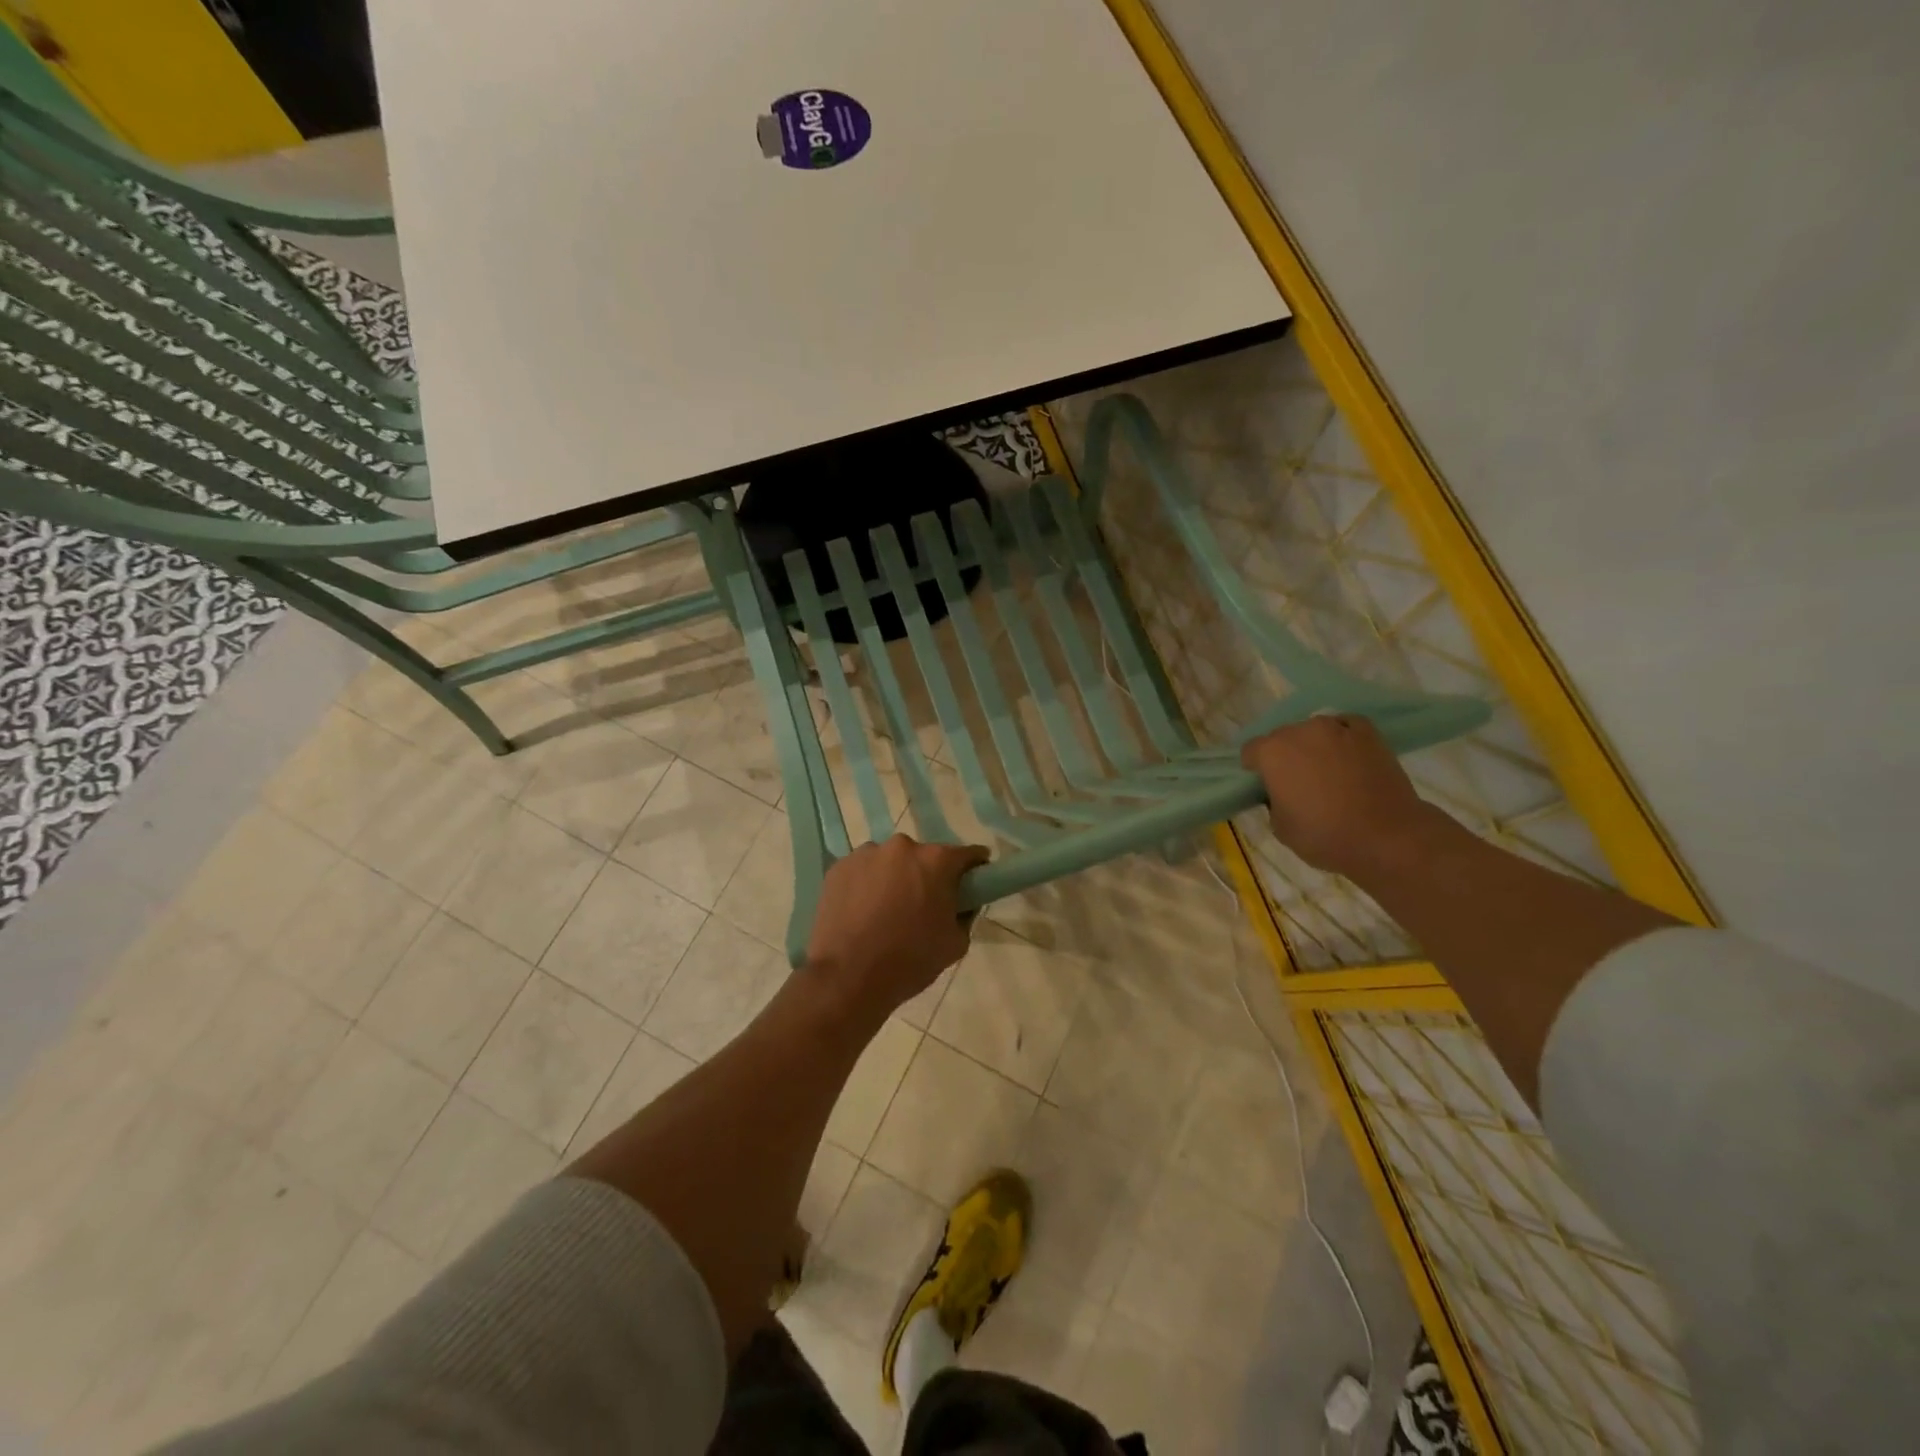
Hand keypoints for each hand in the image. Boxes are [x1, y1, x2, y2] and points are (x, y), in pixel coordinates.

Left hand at [804, 836, 989, 1019]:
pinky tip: (861, 912)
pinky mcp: (838, 867)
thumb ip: (965, 915)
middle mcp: (902, 847)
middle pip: (923, 856)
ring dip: (893, 878)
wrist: (848, 978)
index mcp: (936, 861)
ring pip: (889, 862)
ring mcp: (866, 854)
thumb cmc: (909, 960)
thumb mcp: (955, 943)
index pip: (966, 855)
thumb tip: (962, 904)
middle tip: (923, 904)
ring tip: (885, 910)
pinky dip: (866, 885)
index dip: (974, 867)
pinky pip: (862, 871)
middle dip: (927, 875)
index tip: (973, 880)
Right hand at [1239, 715, 1444, 881]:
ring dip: (1314, 746)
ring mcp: (1336, 727)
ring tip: (1329, 772)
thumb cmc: (1325, 836)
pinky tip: (1349, 759)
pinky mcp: (1368, 731)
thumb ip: (1273, 800)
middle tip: (1298, 783)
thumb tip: (1281, 791)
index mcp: (1272, 752)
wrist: (1387, 836)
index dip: (1256, 770)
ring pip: (1313, 732)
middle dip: (1285, 756)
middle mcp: (1300, 731)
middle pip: (1282, 737)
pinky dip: (1342, 739)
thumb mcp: (1280, 827)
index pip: (1251, 751)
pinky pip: (1345, 728)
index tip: (1266, 787)